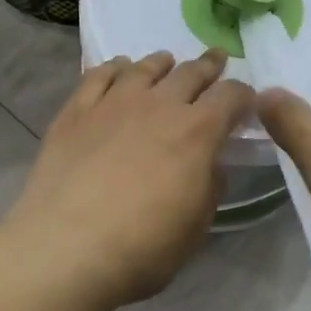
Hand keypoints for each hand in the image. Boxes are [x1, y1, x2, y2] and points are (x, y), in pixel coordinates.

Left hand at [5, 50, 253, 304]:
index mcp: (198, 132)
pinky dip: (115, 67)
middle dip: (209, 66)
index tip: (246, 100)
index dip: (243, 95)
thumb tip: (211, 163)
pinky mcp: (76, 110)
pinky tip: (118, 69)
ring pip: (145, 68)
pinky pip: (99, 75)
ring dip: (162, 64)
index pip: (231, 96)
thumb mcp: (196, 226)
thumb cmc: (142, 248)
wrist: (65, 248)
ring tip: (167, 63)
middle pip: (191, 72)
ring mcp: (114, 102)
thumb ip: (210, 186)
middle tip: (216, 62)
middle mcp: (159, 105)